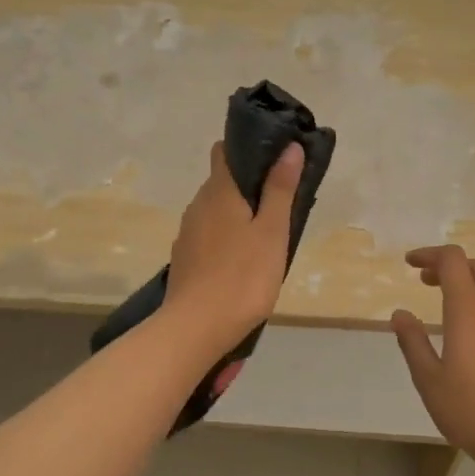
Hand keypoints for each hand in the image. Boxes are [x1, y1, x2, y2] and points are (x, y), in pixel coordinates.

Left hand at [161, 141, 302, 358]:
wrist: (197, 327)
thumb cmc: (242, 276)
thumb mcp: (271, 232)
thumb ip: (279, 190)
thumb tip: (290, 148)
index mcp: (219, 192)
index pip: (224, 151)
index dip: (247, 149)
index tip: (273, 158)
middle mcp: (198, 206)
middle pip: (220, 182)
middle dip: (247, 185)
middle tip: (279, 200)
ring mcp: (187, 234)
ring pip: (214, 211)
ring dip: (236, 214)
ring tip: (264, 232)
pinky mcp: (184, 260)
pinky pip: (207, 236)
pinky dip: (224, 238)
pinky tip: (241, 259)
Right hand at [392, 246, 474, 472]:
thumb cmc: (468, 409)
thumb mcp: (427, 378)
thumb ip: (412, 341)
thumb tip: (400, 314)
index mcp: (468, 310)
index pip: (453, 261)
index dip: (430, 254)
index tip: (409, 264)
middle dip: (451, 265)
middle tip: (425, 281)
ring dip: (469, 283)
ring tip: (444, 303)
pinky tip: (468, 332)